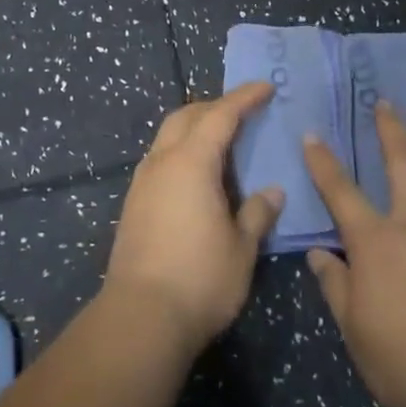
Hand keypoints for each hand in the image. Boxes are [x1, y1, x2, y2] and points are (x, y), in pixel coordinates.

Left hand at [104, 82, 284, 353]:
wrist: (140, 318)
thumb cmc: (200, 279)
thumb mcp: (241, 247)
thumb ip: (257, 213)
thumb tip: (272, 192)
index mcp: (191, 163)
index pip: (220, 116)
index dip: (244, 98)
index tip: (265, 87)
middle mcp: (162, 163)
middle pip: (186, 117)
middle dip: (214, 107)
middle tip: (243, 111)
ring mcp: (142, 184)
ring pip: (167, 137)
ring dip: (194, 128)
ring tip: (222, 142)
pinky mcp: (133, 205)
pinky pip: (159, 160)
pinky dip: (182, 152)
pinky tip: (198, 176)